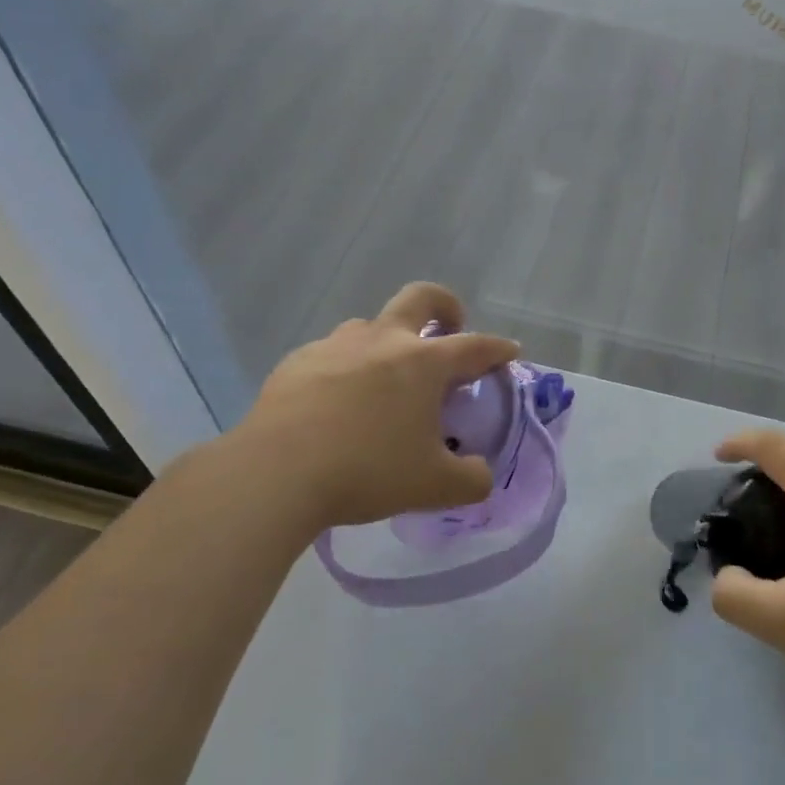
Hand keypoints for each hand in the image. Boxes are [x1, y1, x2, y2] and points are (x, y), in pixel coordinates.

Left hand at [229, 282, 519, 529]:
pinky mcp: (297, 362)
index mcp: (424, 363)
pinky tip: (336, 404)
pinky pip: (332, 354)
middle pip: (421, 298)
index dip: (497, 348)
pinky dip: (346, 369)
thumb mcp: (435, 487)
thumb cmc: (367, 471)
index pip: (475, 346)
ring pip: (371, 325)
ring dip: (388, 342)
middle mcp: (384, 341)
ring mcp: (336, 345)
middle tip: (450, 328)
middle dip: (444, 305)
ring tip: (386, 381)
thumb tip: (479, 474)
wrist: (275, 473)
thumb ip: (471, 479)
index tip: (509, 351)